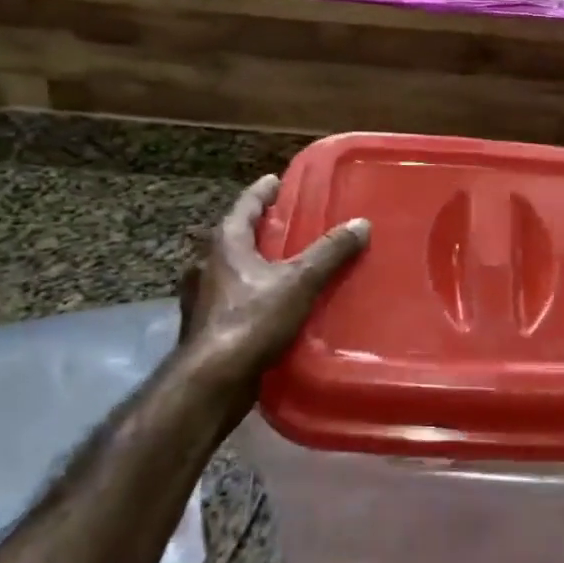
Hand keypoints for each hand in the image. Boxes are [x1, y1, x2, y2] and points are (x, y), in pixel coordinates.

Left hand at [178, 174, 368, 419]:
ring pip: (232, 269)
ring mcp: (202, 297)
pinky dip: (252, 292)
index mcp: (224, 244)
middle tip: (287, 222)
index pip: (244, 206)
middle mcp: (207, 264)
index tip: (275, 180)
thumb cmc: (251, 321)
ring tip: (284, 263)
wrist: (212, 382)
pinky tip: (273, 304)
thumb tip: (361, 223)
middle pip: (235, 236)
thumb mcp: (299, 282)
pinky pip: (233, 298)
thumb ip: (329, 252)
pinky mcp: (206, 326)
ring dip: (254, 262)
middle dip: (260, 228)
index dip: (262, 192)